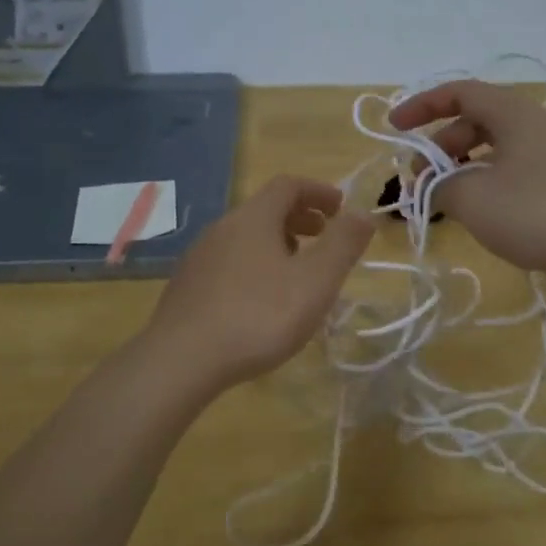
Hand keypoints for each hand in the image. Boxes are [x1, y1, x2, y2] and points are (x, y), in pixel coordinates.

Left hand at [144, 175, 374, 394]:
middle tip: (324, 238)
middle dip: (299, 218)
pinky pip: (229, 261)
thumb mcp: (315, 281)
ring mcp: (199, 257)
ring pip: (245, 237)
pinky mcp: (187, 286)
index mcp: (253, 218)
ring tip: (296, 272)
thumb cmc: (259, 316)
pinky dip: (254, 265)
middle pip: (265, 209)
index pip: (288, 185)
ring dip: (277, 243)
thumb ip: (343, 244)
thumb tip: (363, 213)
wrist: (182, 360)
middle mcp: (222, 227)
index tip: (341, 209)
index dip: (318, 191)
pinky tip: (261, 301)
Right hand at [388, 80, 545, 293]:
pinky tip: (474, 212)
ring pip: (490, 149)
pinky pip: (508, 170)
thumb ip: (438, 187)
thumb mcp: (472, 199)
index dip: (422, 106)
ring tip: (441, 201)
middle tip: (418, 181)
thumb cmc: (536, 213)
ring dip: (459, 169)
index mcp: (513, 114)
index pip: (459, 92)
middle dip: (438, 147)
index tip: (394, 129)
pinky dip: (482, 183)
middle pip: (473, 122)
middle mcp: (532, 126)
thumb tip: (428, 187)